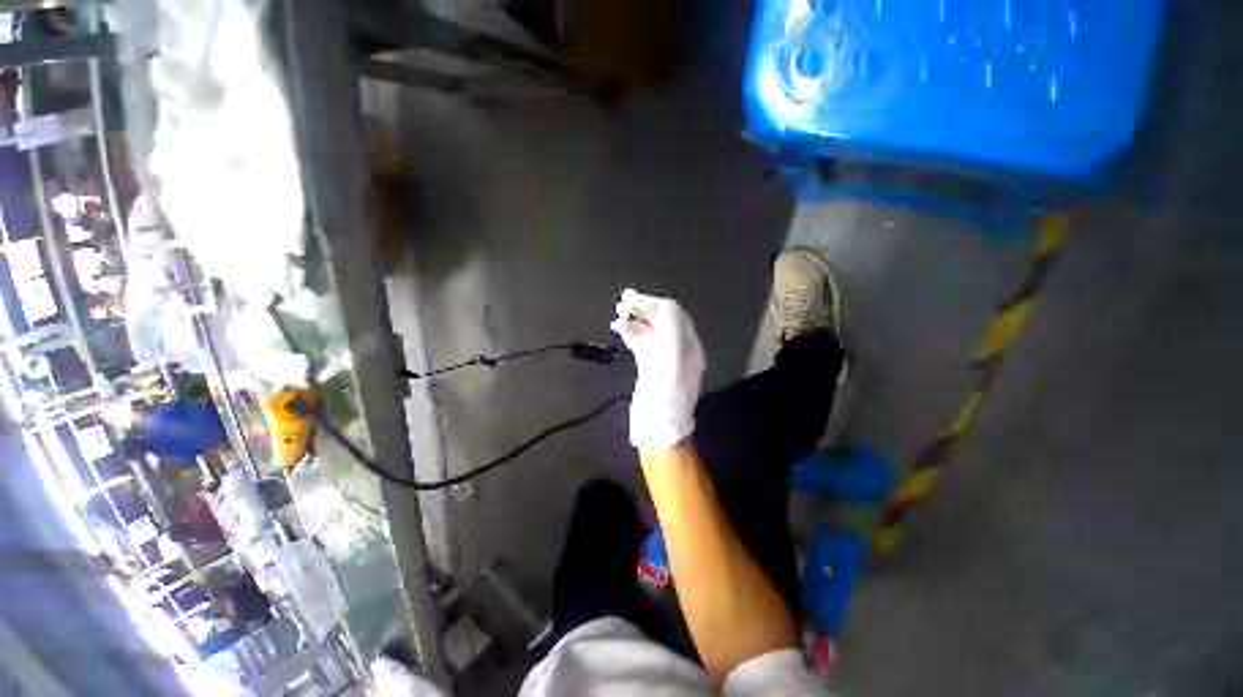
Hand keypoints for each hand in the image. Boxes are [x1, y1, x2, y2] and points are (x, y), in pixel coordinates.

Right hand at [610, 289, 705, 451]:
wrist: (660, 427)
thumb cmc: (666, 393)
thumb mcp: (670, 355)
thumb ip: (667, 328)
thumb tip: (652, 306)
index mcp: (689, 345)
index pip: (673, 314)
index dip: (653, 303)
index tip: (631, 297)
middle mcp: (680, 350)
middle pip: (662, 321)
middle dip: (643, 309)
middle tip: (622, 302)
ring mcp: (666, 361)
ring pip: (652, 332)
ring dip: (636, 320)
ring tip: (618, 314)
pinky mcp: (653, 370)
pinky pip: (644, 345)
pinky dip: (632, 334)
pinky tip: (621, 330)